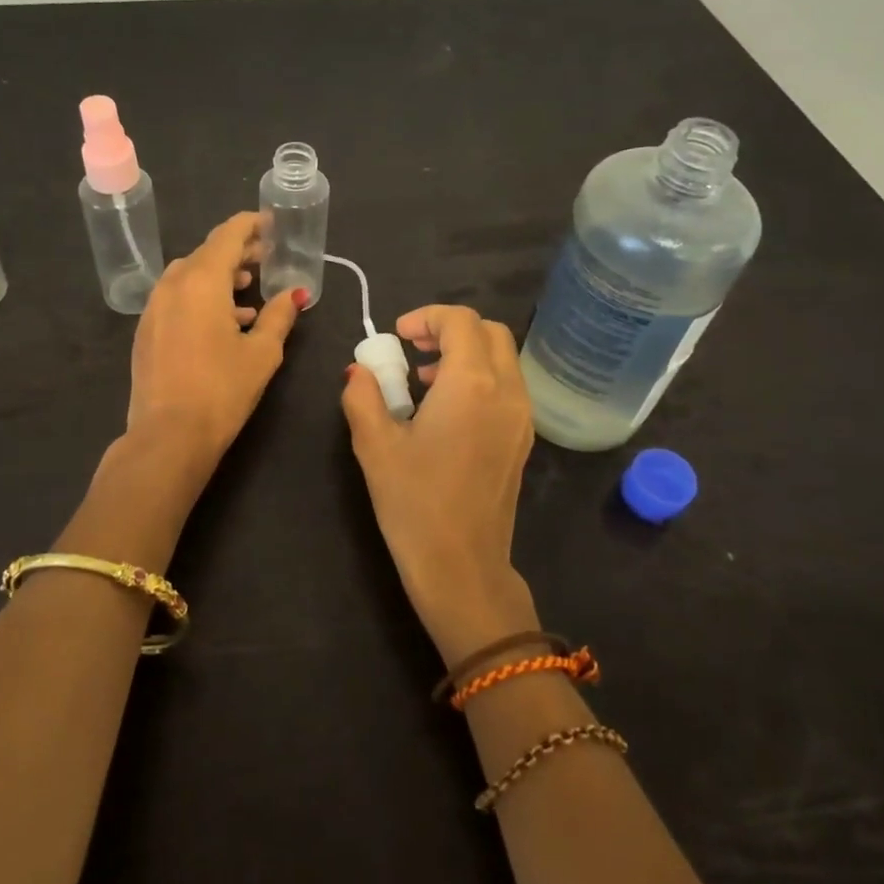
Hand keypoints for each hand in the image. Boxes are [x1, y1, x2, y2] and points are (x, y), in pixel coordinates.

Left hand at [127, 211, 304, 468]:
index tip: (270, 224)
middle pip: (206, 254)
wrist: (168, 435)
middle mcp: (172, 285)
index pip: (227, 235)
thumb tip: (295, 293)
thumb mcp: (262, 352)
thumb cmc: (222, 390)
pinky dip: (200, 298)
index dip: (250, 225)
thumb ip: (279, 315)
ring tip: (247, 294)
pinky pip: (176, 299)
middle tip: (265, 258)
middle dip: (237, 252)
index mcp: (202, 281)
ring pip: (189, 277)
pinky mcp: (146, 331)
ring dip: (218, 277)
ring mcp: (154, 308)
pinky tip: (223, 324)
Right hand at [341, 305, 539, 664]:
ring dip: (466, 353)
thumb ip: (363, 396)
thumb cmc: (414, 503)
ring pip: (502, 359)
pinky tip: (446, 411)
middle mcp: (506, 391)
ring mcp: (521, 417)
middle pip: (489, 332)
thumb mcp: (374, 445)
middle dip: (450, 329)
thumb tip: (360, 371)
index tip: (397, 336)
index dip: (426, 316)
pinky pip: (507, 387)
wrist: (462, 566)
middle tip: (413, 349)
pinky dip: (480, 378)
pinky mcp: (522, 440)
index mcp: (471, 384)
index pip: (461, 321)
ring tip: (423, 381)